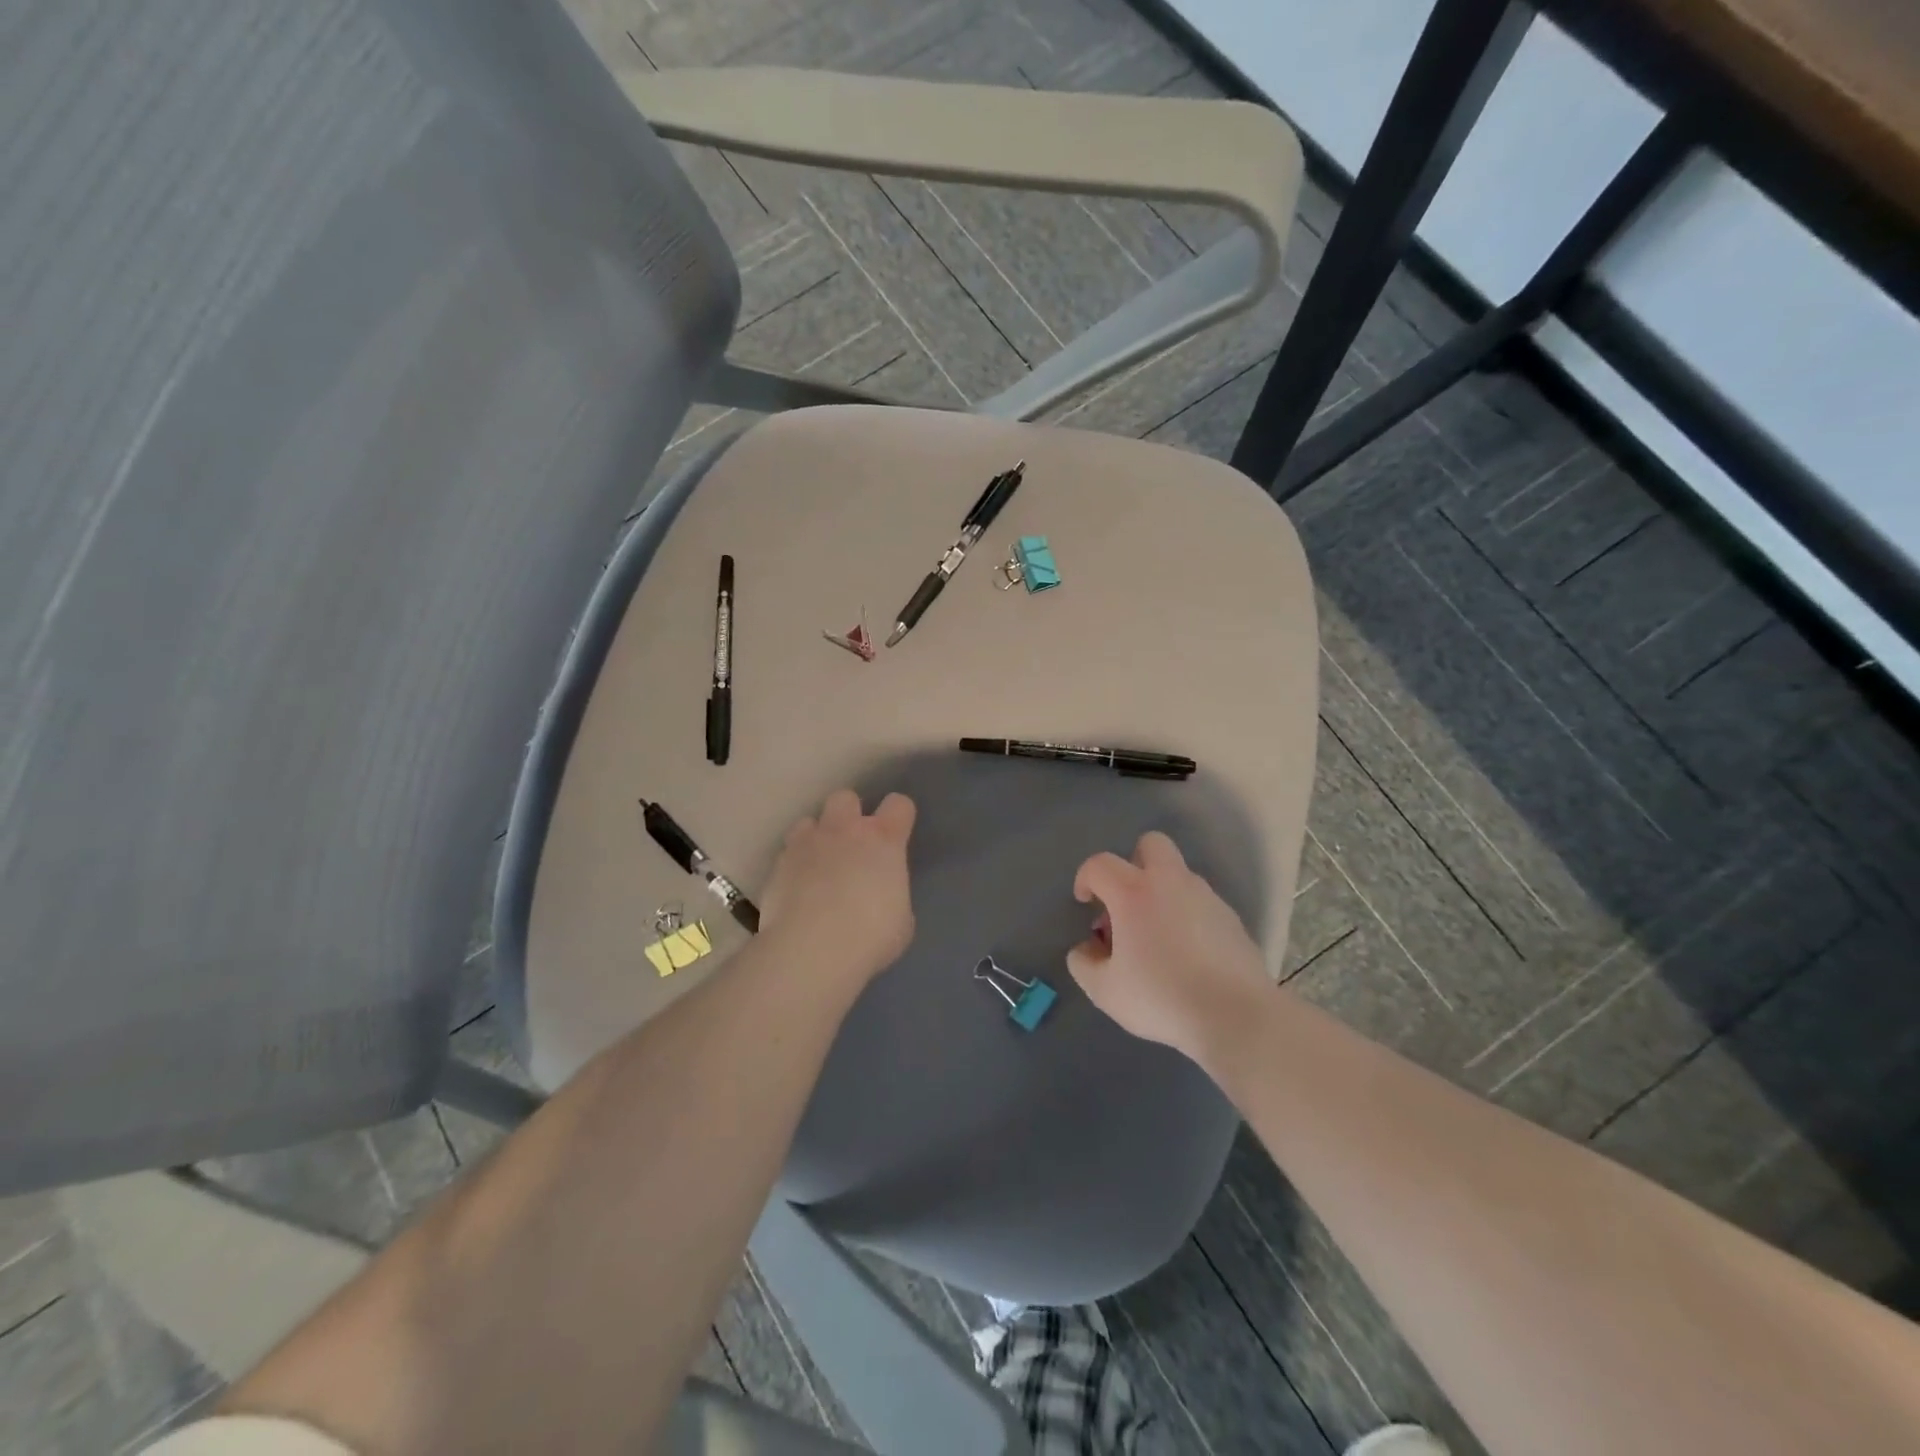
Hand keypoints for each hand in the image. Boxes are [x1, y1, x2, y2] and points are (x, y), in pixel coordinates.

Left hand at [760, 789, 916, 983]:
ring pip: (809, 821)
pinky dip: (794, 866)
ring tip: (818, 866)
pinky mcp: (778, 864)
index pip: (898, 804)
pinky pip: (788, 853)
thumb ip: (891, 893)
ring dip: (816, 838)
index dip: (898, 816)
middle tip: (851, 846)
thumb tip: (881, 894)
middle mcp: (844, 830)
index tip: (897, 833)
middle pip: (846, 798)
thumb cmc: (870, 936)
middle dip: (849, 815)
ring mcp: (807, 844)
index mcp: (883, 840)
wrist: (811, 950)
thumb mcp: (900, 918)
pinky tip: (797, 891)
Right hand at [1066, 831, 1269, 1063]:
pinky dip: (1187, 916)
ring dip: (1162, 893)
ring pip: (1179, 875)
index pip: (1100, 864)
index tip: (1085, 904)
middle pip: (1151, 844)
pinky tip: (1187, 955)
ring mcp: (1207, 898)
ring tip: (1157, 938)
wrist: (1236, 1017)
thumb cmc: (1161, 997)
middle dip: (1133, 863)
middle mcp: (1171, 883)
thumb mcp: (1104, 990)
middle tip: (1126, 902)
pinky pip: (1201, 904)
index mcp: (1134, 892)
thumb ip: (1083, 963)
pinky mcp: (1232, 919)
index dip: (1085, 878)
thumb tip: (1086, 949)